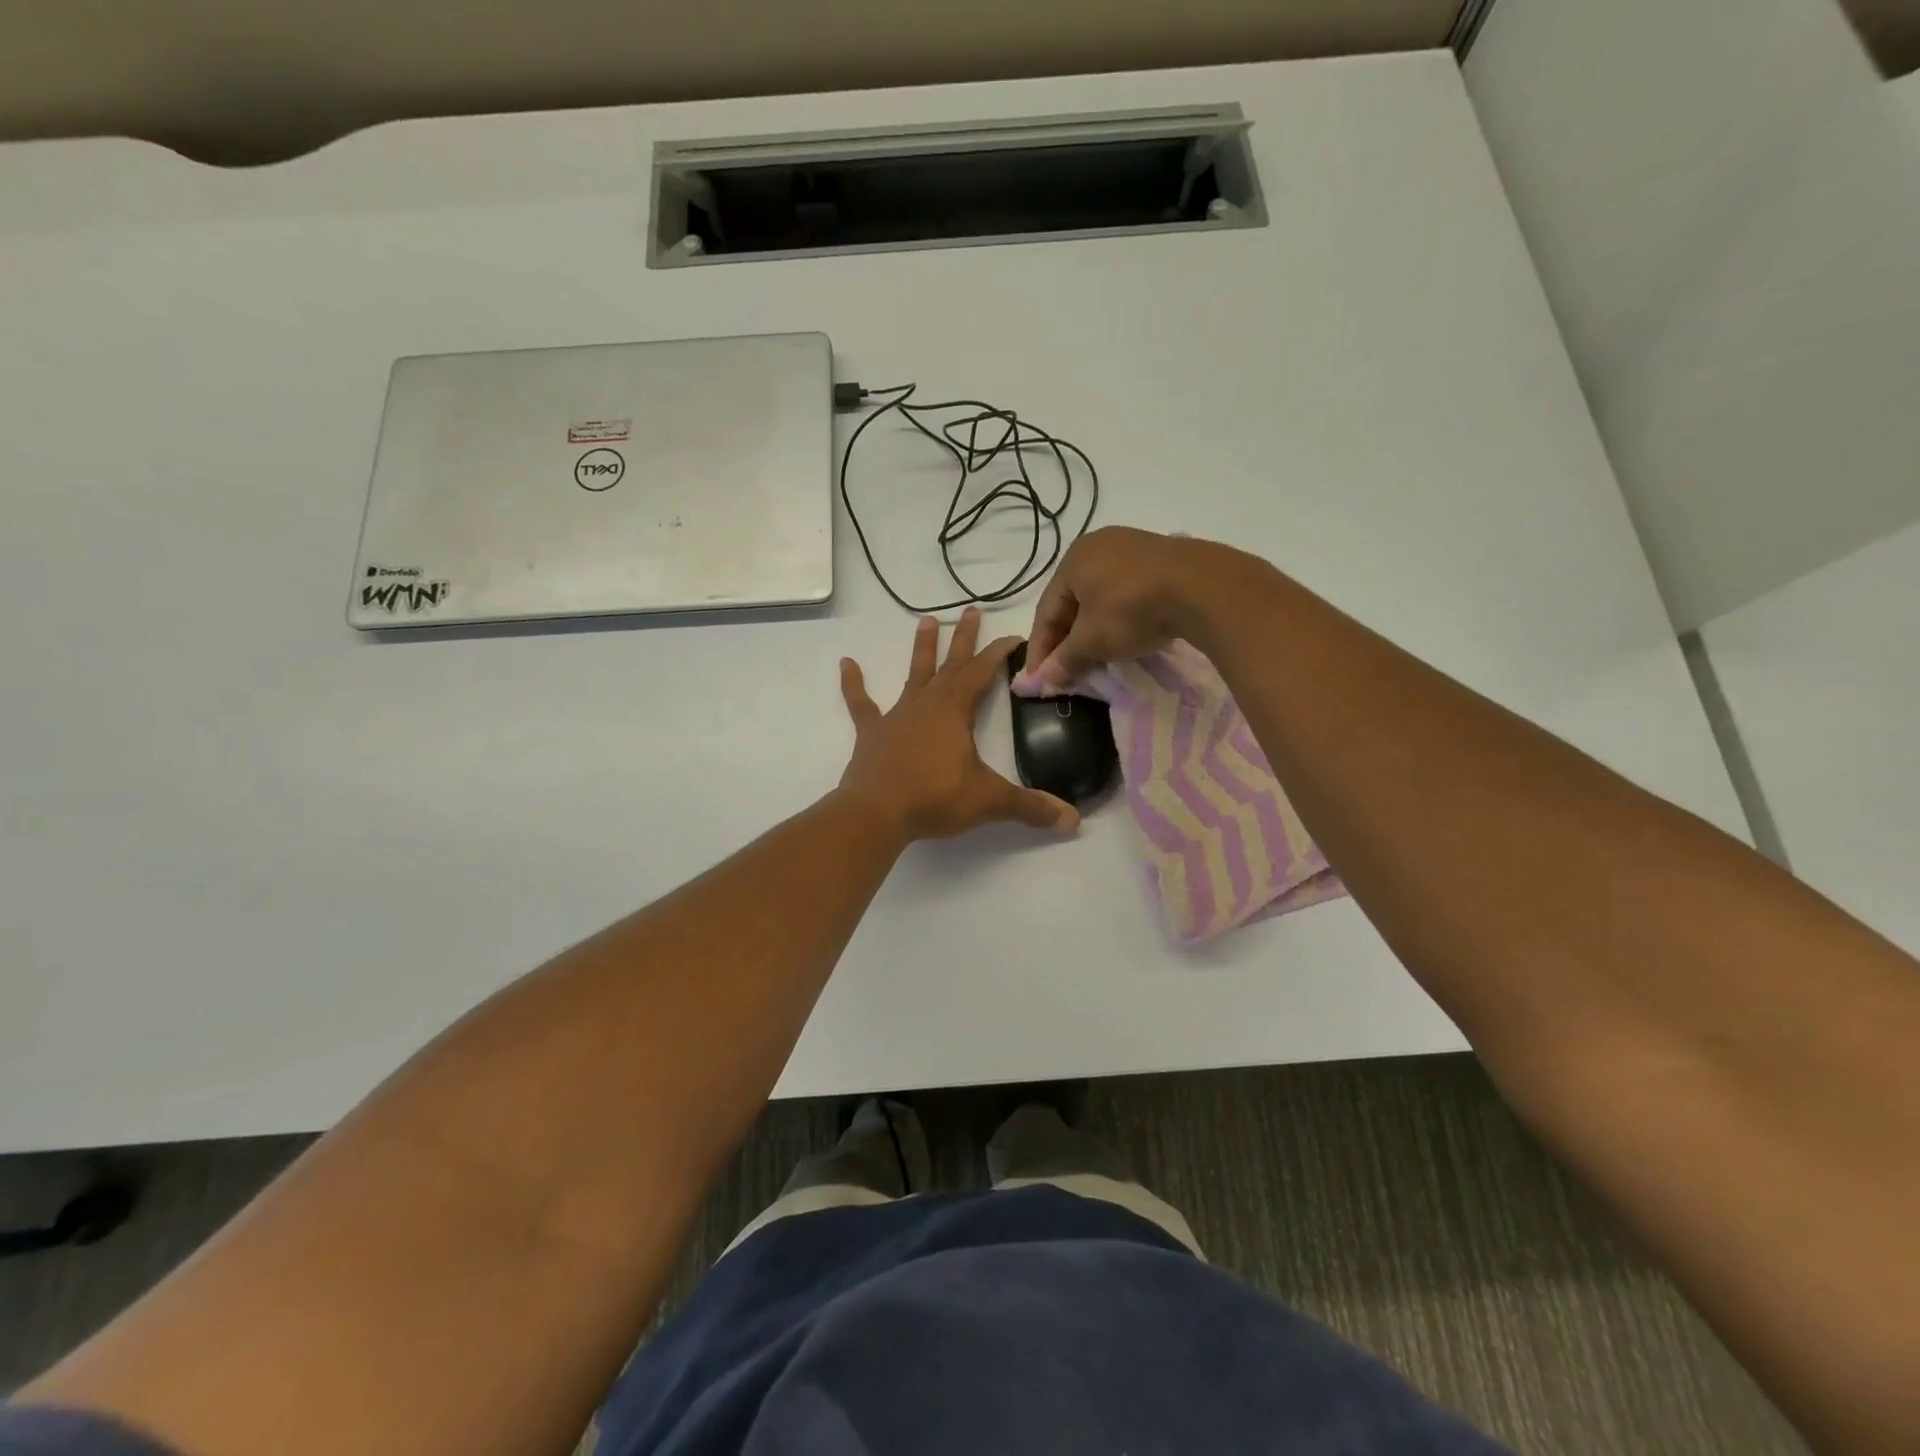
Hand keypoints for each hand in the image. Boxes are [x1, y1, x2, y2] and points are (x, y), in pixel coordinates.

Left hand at [838, 607, 1080, 841]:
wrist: (876, 812)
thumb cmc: (935, 798)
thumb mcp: (989, 801)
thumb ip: (1030, 807)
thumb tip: (1073, 821)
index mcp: (955, 710)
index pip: (983, 672)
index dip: (1000, 652)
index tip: (1015, 636)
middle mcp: (927, 703)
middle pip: (951, 664)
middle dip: (965, 639)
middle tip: (972, 610)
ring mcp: (896, 716)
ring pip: (913, 674)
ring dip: (922, 649)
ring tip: (926, 620)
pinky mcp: (872, 733)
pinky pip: (861, 704)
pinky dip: (854, 685)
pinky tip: (846, 664)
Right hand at [1019, 527, 1228, 691]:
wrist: (1202, 587)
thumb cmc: (1131, 610)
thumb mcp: (1093, 641)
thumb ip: (1065, 660)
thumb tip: (1043, 681)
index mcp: (1073, 560)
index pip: (1046, 611)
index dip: (1040, 649)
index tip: (1039, 680)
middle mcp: (1098, 546)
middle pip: (1073, 602)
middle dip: (1068, 640)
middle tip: (1067, 671)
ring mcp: (1133, 547)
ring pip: (1101, 597)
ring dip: (1094, 630)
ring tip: (1096, 658)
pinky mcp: (1162, 558)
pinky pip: (1128, 592)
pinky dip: (1120, 617)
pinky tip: (1126, 636)